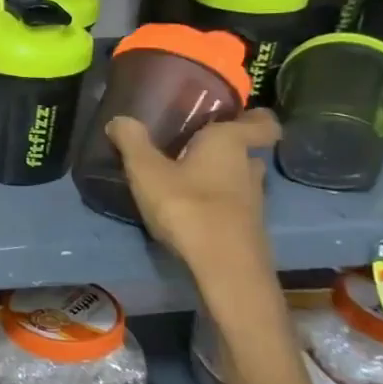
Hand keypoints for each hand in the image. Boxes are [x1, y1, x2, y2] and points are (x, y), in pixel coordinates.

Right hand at [107, 110, 280, 273]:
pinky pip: (233, 204)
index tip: (234, 115)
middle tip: (192, 145)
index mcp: (229, 143)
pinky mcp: (247, 227)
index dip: (254, 117)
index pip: (262, 123)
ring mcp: (253, 200)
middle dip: (224, 147)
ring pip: (239, 178)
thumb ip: (132, 142)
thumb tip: (120, 119)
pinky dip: (216, 202)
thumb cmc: (187, 206)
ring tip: (186, 177)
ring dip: (219, 176)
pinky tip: (189, 209)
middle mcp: (248, 167)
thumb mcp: (146, 171)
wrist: (223, 267)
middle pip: (245, 150)